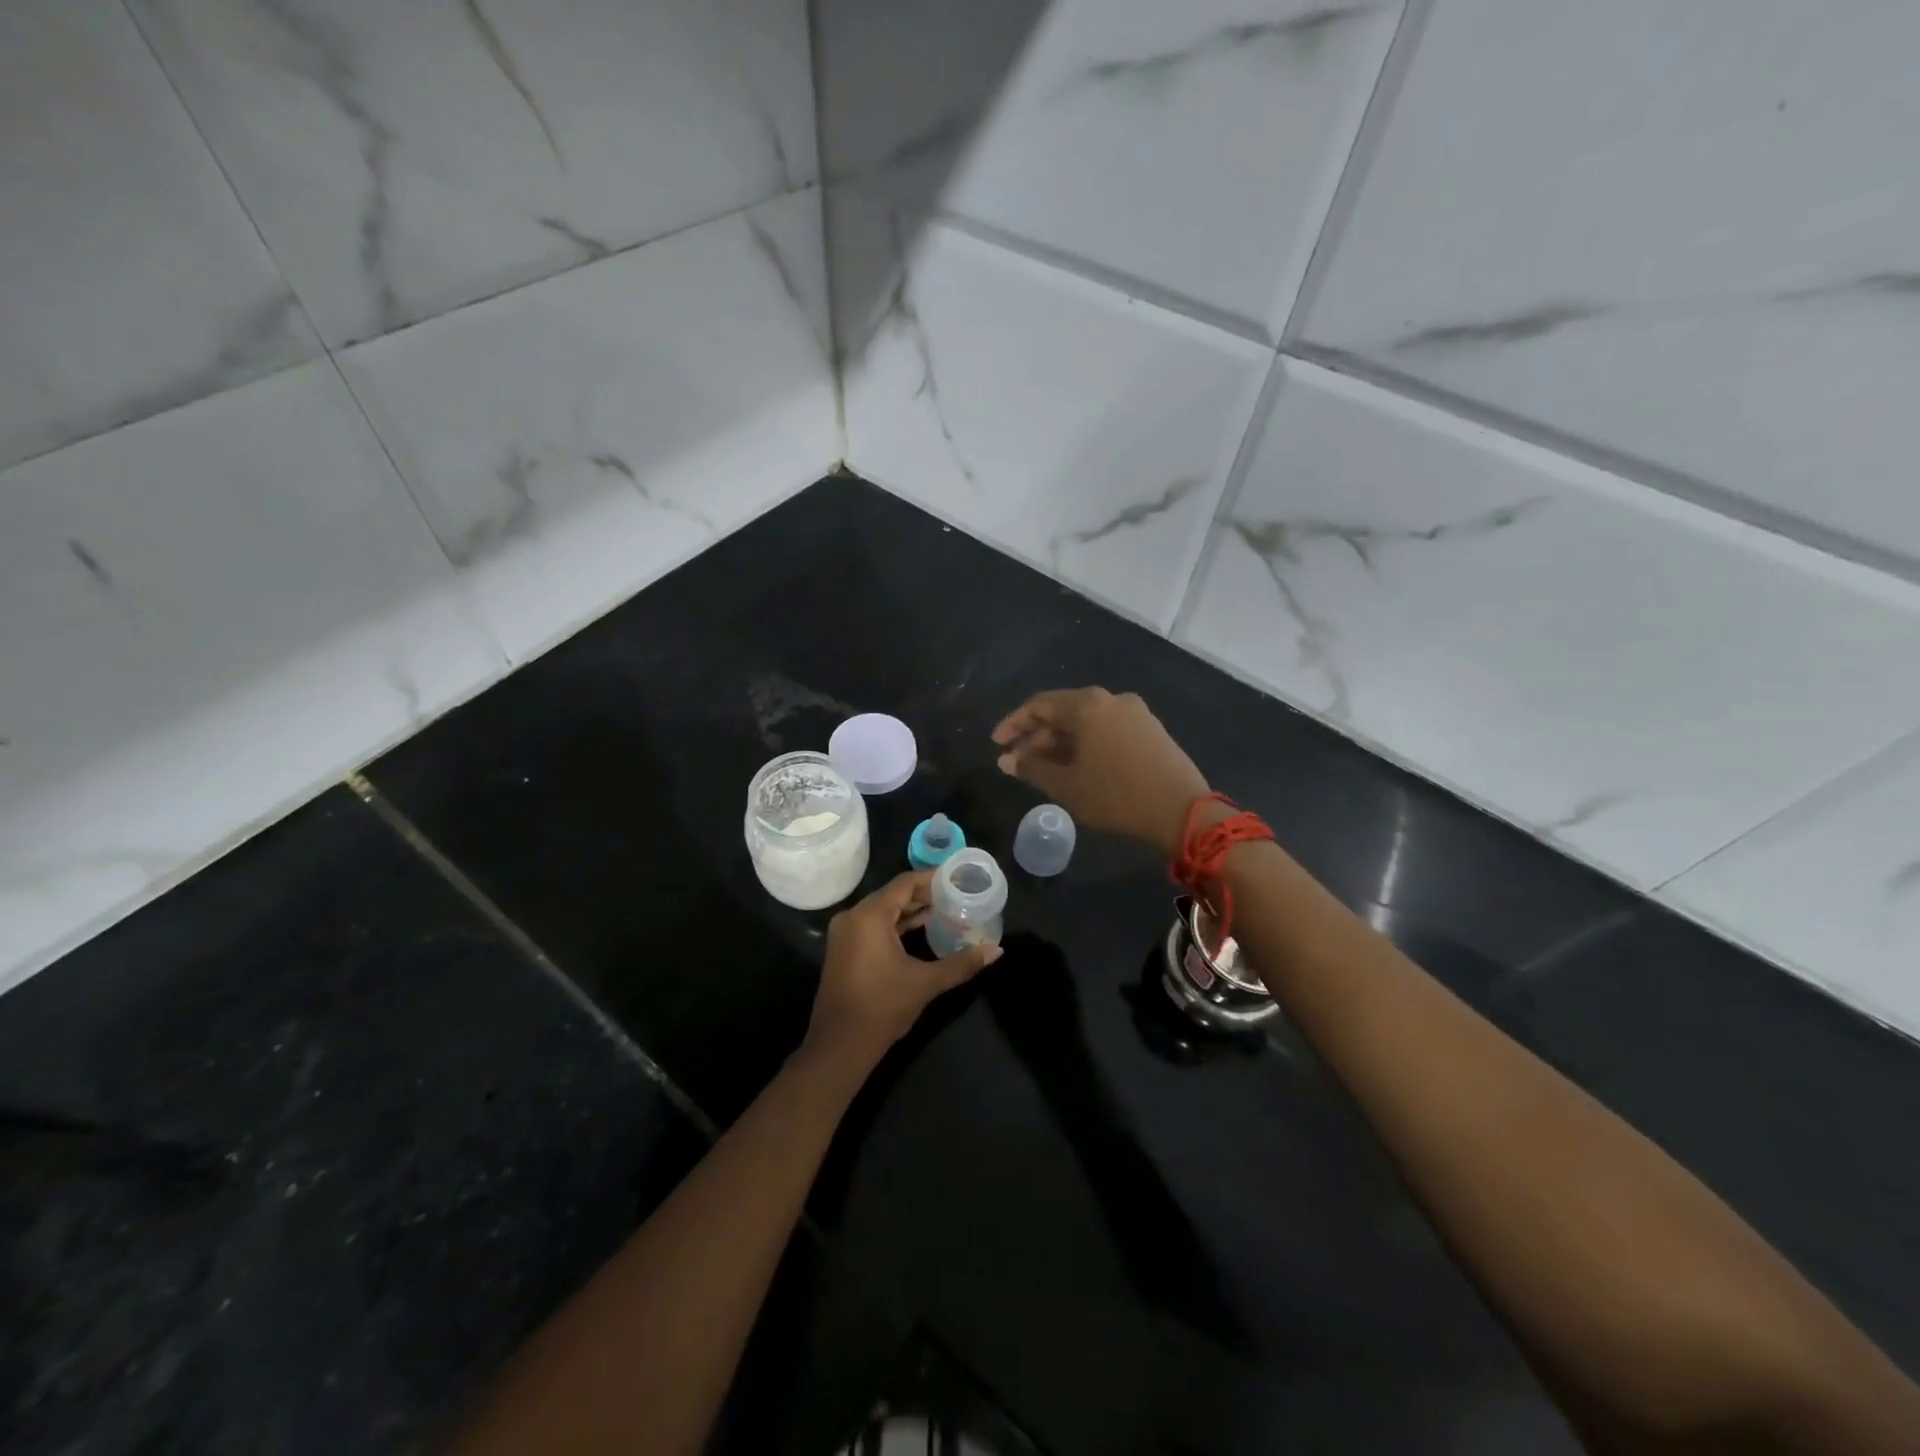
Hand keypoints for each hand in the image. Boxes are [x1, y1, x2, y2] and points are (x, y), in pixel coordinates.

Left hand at [803, 871, 1001, 1072]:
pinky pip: (873, 925)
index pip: (905, 883)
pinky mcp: (844, 949)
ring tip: (945, 911)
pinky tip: (921, 930)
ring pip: (883, 910)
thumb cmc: (883, 1007)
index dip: (933, 879)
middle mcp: (853, 916)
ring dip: (911, 910)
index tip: (958, 878)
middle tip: (957, 895)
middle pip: (893, 894)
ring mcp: (845, 933)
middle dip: (925, 895)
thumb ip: (962, 963)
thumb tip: (997, 951)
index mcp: (870, 915)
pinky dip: (896, 924)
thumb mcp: (926, 983)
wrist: (840, 1045)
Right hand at [992, 688, 1210, 856]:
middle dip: (1038, 737)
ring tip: (1045, 769)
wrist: (1182, 811)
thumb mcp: (1066, 785)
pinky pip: (1107, 730)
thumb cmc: (1115, 795)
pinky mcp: (1151, 730)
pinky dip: (1086, 744)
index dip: (1014, 724)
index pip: (1039, 705)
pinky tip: (1078, 768)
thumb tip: (1006, 759)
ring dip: (1061, 743)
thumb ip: (1032, 768)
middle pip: (1064, 712)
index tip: (997, 744)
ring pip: (1086, 722)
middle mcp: (1111, 699)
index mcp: (1087, 705)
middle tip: (1018, 763)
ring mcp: (1135, 713)